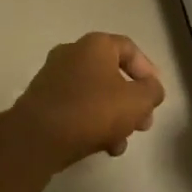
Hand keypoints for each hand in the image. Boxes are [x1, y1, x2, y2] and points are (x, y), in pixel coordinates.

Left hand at [0, 33, 165, 174]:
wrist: (37, 138)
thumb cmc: (92, 110)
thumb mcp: (137, 102)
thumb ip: (152, 92)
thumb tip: (151, 89)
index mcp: (96, 45)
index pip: (129, 49)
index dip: (147, 71)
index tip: (155, 95)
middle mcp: (72, 53)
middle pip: (112, 74)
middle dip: (131, 101)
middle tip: (142, 124)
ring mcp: (53, 76)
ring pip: (94, 94)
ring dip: (113, 117)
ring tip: (120, 143)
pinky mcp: (41, 100)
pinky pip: (75, 107)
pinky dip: (91, 122)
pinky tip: (100, 147)